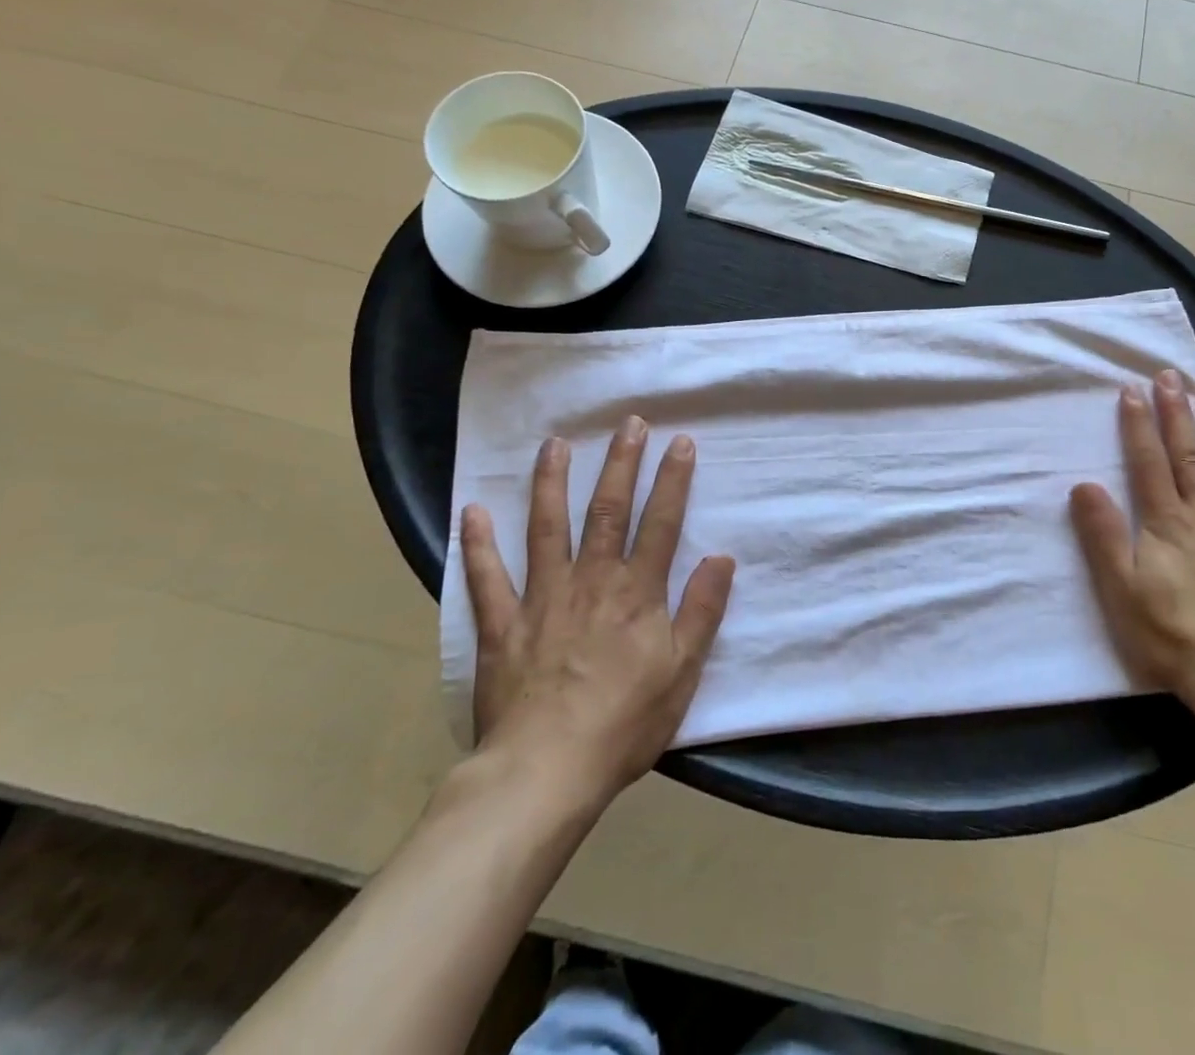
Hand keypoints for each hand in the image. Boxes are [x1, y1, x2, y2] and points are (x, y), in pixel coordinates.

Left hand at [459, 419, 735, 797]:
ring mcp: (542, 598)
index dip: (673, 480)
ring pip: (547, 528)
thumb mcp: (683, 671)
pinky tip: (473, 511)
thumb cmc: (625, 723)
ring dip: (552, 483)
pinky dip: (478, 544)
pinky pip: (487, 578)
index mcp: (637, 592)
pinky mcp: (502, 625)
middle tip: (629, 423)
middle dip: (621, 463)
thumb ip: (702, 611)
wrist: (546, 771)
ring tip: (555, 444)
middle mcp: (592, 581)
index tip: (680, 442)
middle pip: (608, 510)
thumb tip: (721, 558)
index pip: (661, 523)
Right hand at [1070, 369, 1194, 720]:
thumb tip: (1084, 484)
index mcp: (1167, 523)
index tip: (1133, 388)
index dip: (1139, 424)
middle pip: (1190, 455)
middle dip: (1178, 412)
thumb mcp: (1121, 589)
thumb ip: (1104, 534)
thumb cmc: (1173, 636)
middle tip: (1172, 375)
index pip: (1149, 462)